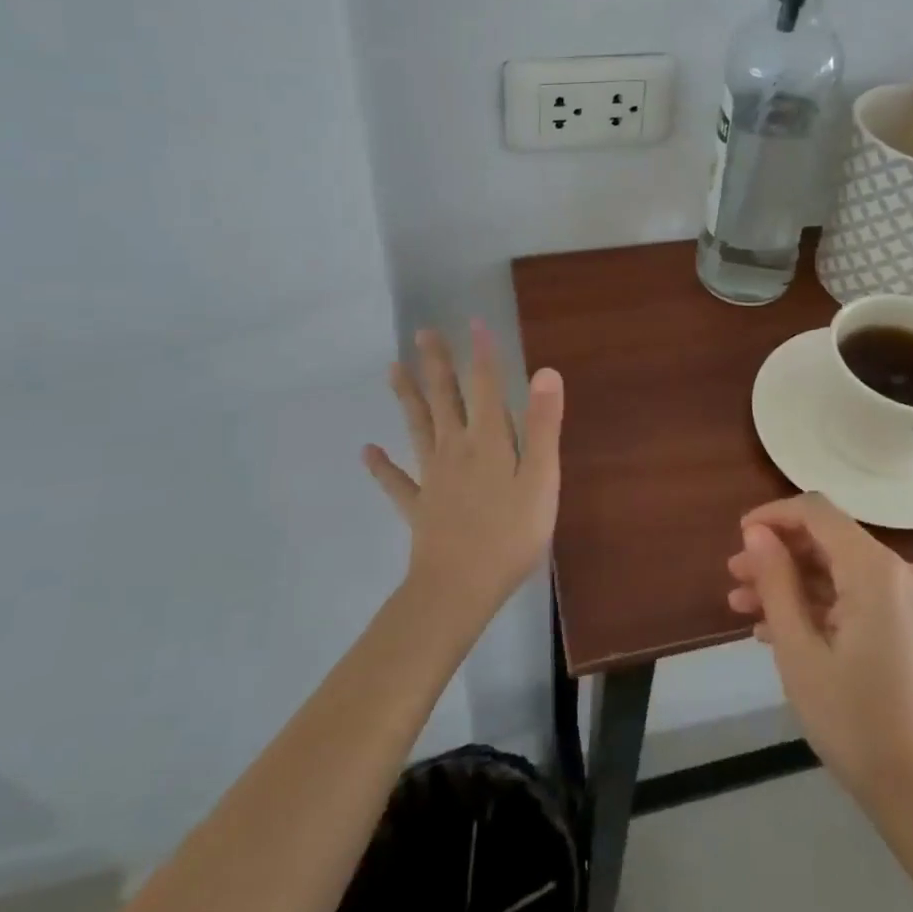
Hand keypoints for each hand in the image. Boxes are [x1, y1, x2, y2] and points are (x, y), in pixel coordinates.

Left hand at [364, 321, 562, 627]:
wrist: (458, 590)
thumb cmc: (510, 535)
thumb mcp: (541, 479)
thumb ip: (544, 425)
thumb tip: (545, 371)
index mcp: (489, 440)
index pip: (486, 386)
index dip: (482, 353)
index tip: (474, 321)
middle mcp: (456, 449)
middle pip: (445, 398)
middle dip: (437, 364)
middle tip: (423, 332)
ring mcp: (432, 477)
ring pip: (418, 427)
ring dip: (407, 397)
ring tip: (392, 369)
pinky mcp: (418, 506)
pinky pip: (396, 481)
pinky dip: (381, 466)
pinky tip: (367, 451)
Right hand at [727, 493, 912, 803]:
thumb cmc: (854, 721)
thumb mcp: (799, 651)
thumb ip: (776, 582)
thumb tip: (756, 532)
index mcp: (876, 569)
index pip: (817, 512)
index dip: (773, 516)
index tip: (738, 537)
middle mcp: (899, 571)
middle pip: (828, 540)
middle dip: (778, 555)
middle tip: (734, 579)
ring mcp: (909, 598)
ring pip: (839, 570)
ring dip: (792, 583)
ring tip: (744, 606)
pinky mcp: (910, 623)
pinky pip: (857, 596)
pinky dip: (819, 605)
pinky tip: (777, 629)